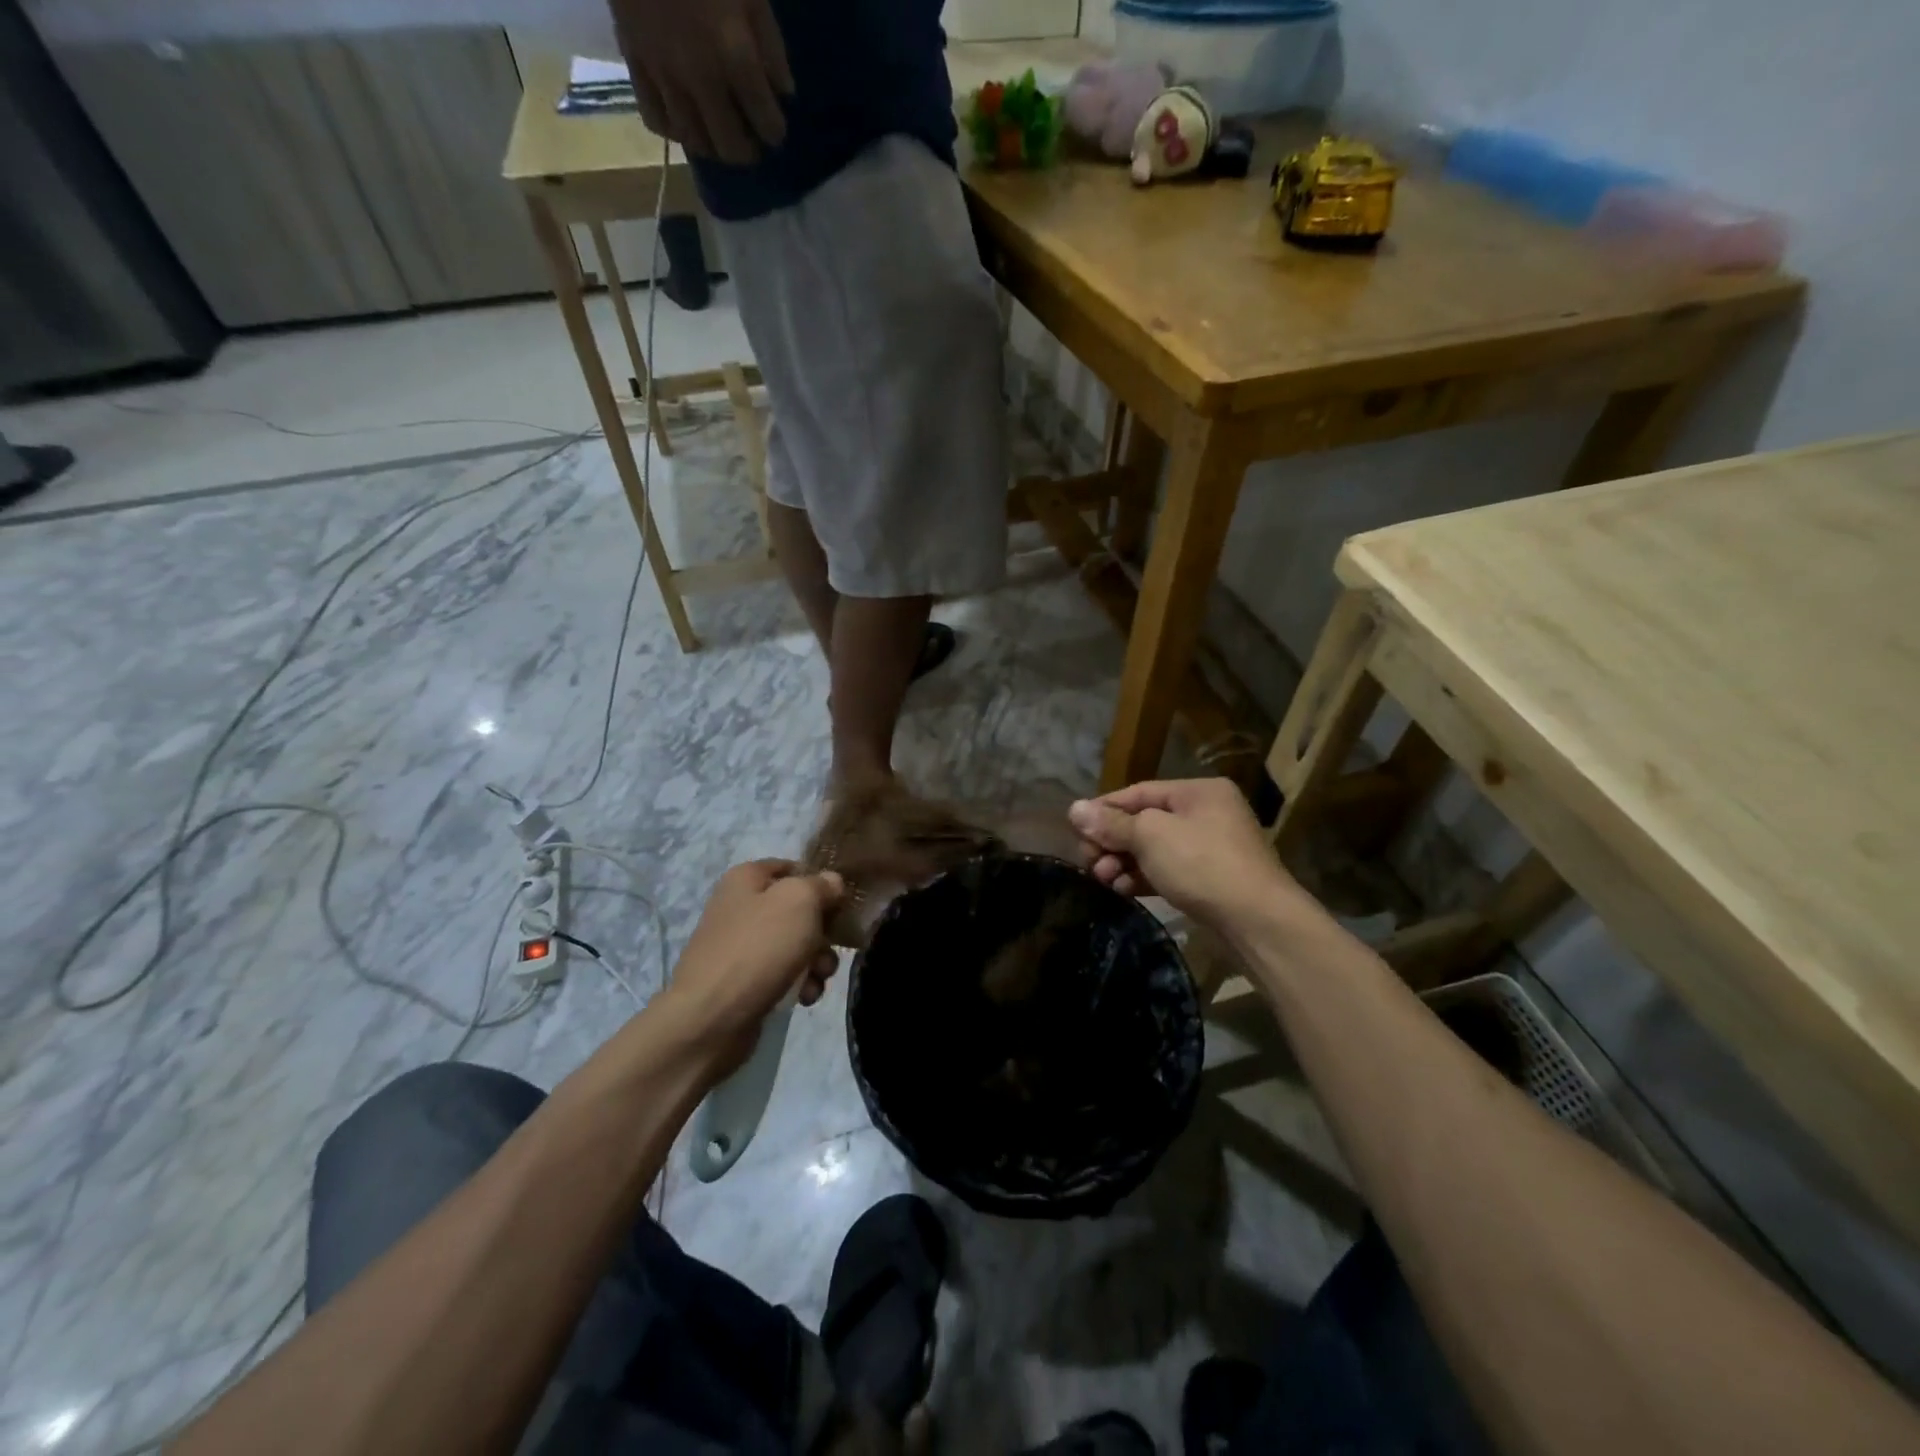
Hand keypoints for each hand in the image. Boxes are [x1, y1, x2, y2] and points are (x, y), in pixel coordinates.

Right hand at [607, 0, 792, 163]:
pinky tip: (684, 122)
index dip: (775, 132)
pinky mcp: (635, 62)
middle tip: (751, 142)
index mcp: (734, 56)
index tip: (776, 129)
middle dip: (746, 152)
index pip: (766, 122)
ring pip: (694, 141)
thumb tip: (784, 93)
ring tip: (720, 135)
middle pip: (730, 146)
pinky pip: (655, 119)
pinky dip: (674, 130)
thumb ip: (771, 46)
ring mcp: (664, 74)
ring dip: (712, 146)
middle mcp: (701, 78)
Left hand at [664, 861, 842, 1063]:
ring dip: (816, 961)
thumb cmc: (759, 947)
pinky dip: (799, 984)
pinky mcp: (743, 981)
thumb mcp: (800, 901)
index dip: (820, 882)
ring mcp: (740, 946)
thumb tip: (832, 882)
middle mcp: (740, 907)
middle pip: (798, 910)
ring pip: (795, 945)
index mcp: (746, 878)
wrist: (711, 1018)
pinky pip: (783, 974)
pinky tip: (804, 997)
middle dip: (823, 932)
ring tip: (818, 979)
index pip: (793, 867)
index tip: (842, 903)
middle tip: (833, 947)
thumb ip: (822, 885)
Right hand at [1069, 779, 1297, 926]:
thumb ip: (1111, 823)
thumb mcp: (1150, 836)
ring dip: (1124, 863)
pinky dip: (1143, 878)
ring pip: (1153, 849)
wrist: (1257, 921)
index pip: (1138, 792)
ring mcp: (1211, 849)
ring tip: (1104, 880)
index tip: (1075, 830)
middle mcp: (1206, 814)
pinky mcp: (1210, 880)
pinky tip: (1124, 890)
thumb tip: (1074, 808)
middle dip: (1112, 842)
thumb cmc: (1202, 864)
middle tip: (1089, 862)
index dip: (1104, 810)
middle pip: (1144, 822)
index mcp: (1197, 792)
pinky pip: (1167, 871)